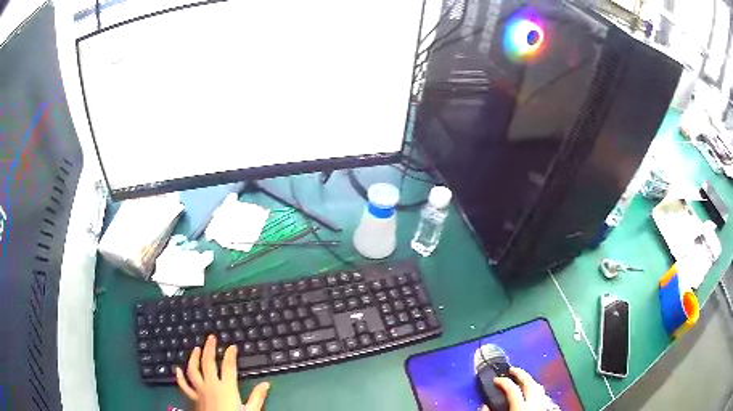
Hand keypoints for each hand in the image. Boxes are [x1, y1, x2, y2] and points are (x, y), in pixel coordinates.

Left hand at [175, 335, 270, 410]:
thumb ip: (257, 397)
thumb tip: (266, 384)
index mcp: (227, 388)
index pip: (229, 367)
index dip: (231, 355)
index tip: (232, 346)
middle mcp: (211, 385)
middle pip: (208, 363)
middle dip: (209, 348)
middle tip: (211, 338)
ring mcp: (199, 391)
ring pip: (193, 370)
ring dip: (194, 358)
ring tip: (196, 349)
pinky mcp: (193, 398)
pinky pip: (184, 385)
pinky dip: (179, 377)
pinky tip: (177, 369)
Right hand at [482, 367, 547, 410]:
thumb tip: (484, 405)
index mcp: (521, 408)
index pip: (512, 389)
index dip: (503, 382)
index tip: (495, 380)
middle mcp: (534, 404)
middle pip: (530, 383)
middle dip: (521, 374)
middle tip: (511, 370)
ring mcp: (542, 406)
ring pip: (539, 388)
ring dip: (530, 380)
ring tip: (521, 379)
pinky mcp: (545, 409)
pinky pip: (542, 395)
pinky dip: (536, 390)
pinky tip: (531, 393)